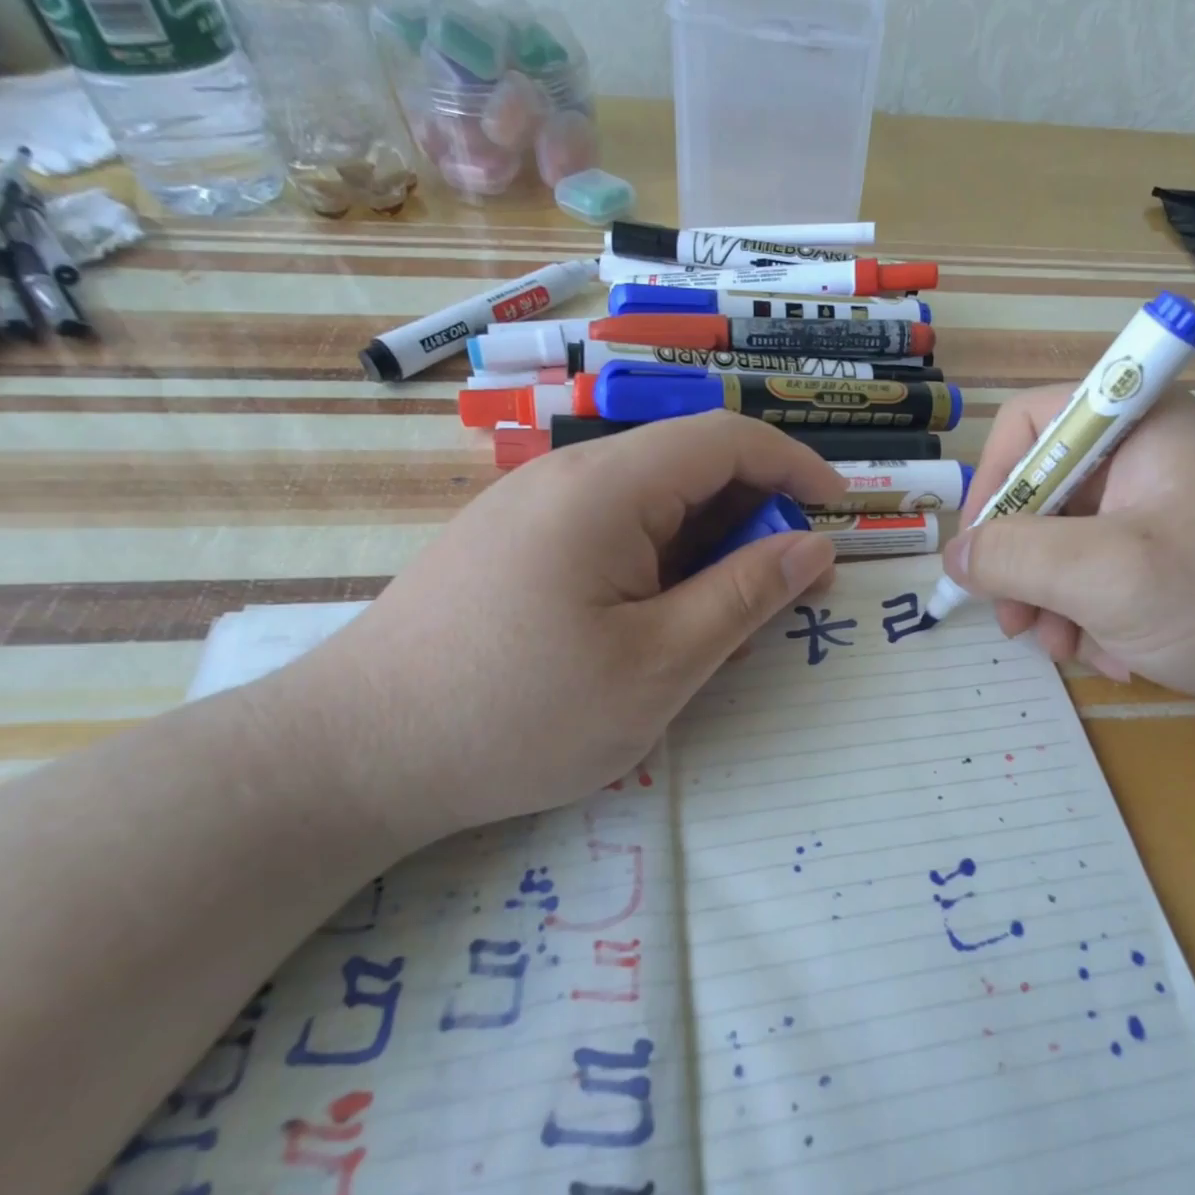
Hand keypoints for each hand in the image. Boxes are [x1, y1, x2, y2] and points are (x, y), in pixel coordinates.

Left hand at [267, 413, 845, 849]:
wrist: (356, 755)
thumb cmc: (521, 714)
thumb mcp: (658, 665)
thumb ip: (745, 596)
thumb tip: (813, 547)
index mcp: (606, 487)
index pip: (725, 439)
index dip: (795, 466)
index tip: (839, 513)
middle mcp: (566, 477)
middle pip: (688, 469)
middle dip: (753, 520)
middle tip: (781, 597)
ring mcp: (531, 509)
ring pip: (650, 506)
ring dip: (705, 552)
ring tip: (720, 628)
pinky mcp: (511, 546)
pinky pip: (608, 535)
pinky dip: (657, 568)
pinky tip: (654, 630)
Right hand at [941, 385, 1194, 709]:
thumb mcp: (1109, 575)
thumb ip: (1017, 557)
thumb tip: (955, 556)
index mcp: (1136, 426)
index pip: (1028, 424)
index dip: (992, 483)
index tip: (981, 550)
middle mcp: (1141, 456)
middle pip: (1041, 493)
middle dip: (1022, 565)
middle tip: (1015, 623)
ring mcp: (1155, 507)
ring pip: (1063, 542)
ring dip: (1052, 601)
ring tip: (1066, 650)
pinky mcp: (1166, 552)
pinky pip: (1097, 572)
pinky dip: (1090, 614)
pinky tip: (1114, 654)